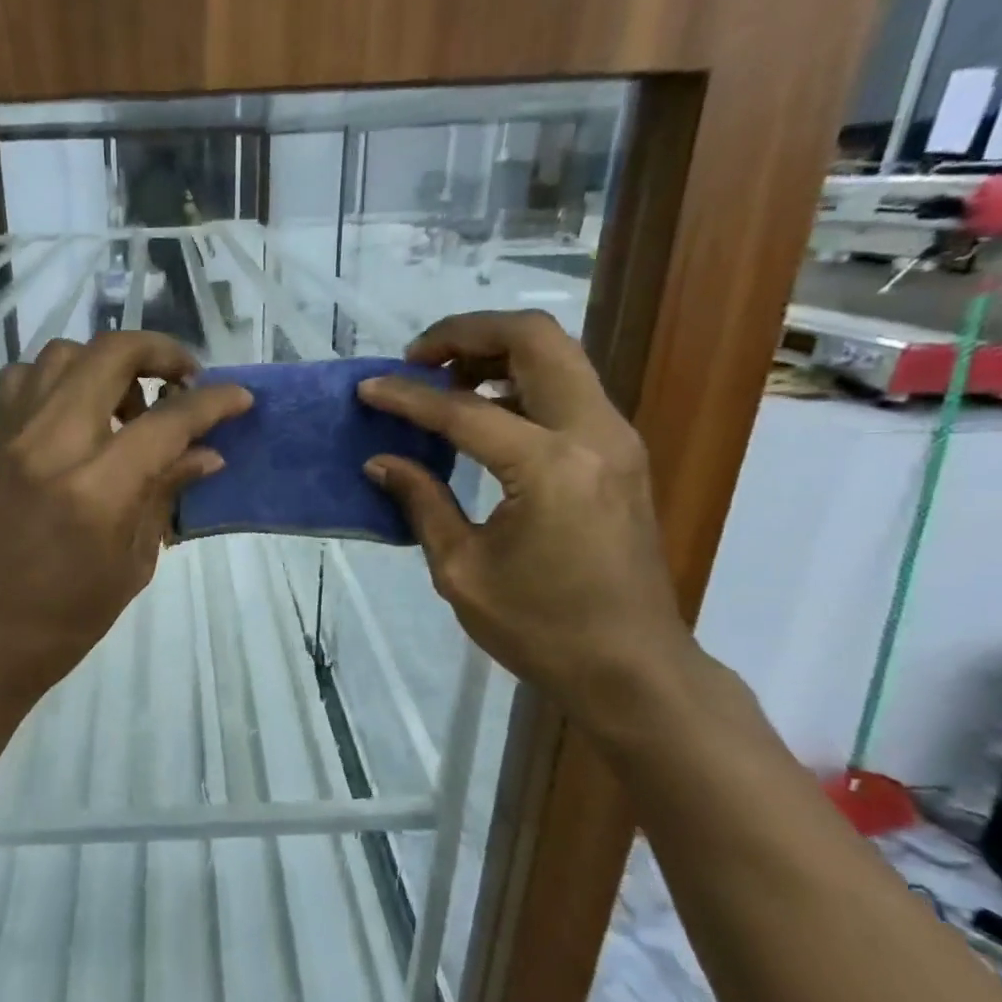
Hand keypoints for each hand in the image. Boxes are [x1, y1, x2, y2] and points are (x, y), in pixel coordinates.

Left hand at [0, 332, 251, 726]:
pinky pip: (24, 380)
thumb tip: (206, 455)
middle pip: (109, 354)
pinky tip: (77, 416)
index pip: (166, 421)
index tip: (239, 398)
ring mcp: (12, 438)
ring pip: (63, 354)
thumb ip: (164, 498)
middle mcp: (50, 445)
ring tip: (128, 405)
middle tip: (185, 378)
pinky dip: (59, 379)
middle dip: (160, 352)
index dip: (213, 403)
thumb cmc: (62, 624)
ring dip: (107, 363)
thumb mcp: (130, 567)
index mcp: (95, 490)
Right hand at [357, 310, 695, 728]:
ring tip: (445, 380)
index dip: (408, 398)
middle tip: (419, 359)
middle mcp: (593, 434)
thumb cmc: (541, 629)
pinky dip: (522, 381)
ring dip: (498, 352)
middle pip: (536, 339)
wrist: (632, 668)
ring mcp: (616, 439)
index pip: (464, 410)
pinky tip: (484, 410)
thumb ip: (421, 502)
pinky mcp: (619, 454)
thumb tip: (380, 461)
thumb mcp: (462, 570)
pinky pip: (569, 389)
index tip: (368, 389)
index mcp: (550, 467)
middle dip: (469, 333)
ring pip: (559, 355)